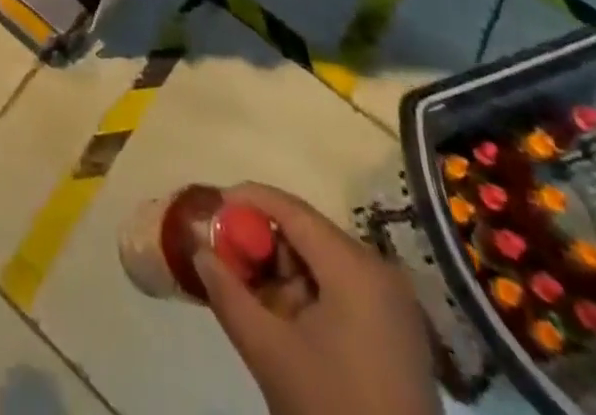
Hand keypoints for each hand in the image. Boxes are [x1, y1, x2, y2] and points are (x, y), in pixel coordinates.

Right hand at [195, 183, 440, 414]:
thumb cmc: (333, 410)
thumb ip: (227, 293)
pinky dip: (309, 294)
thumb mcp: (270, 352)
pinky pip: (343, 288)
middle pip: (307, 234)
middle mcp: (379, 271)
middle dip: (263, 246)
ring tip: (256, 303)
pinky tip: (287, 323)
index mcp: (354, 267)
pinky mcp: (398, 330)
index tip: (210, 208)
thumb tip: (197, 249)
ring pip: (322, 262)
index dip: (247, 201)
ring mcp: (393, 302)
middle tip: (228, 263)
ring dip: (284, 274)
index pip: (291, 209)